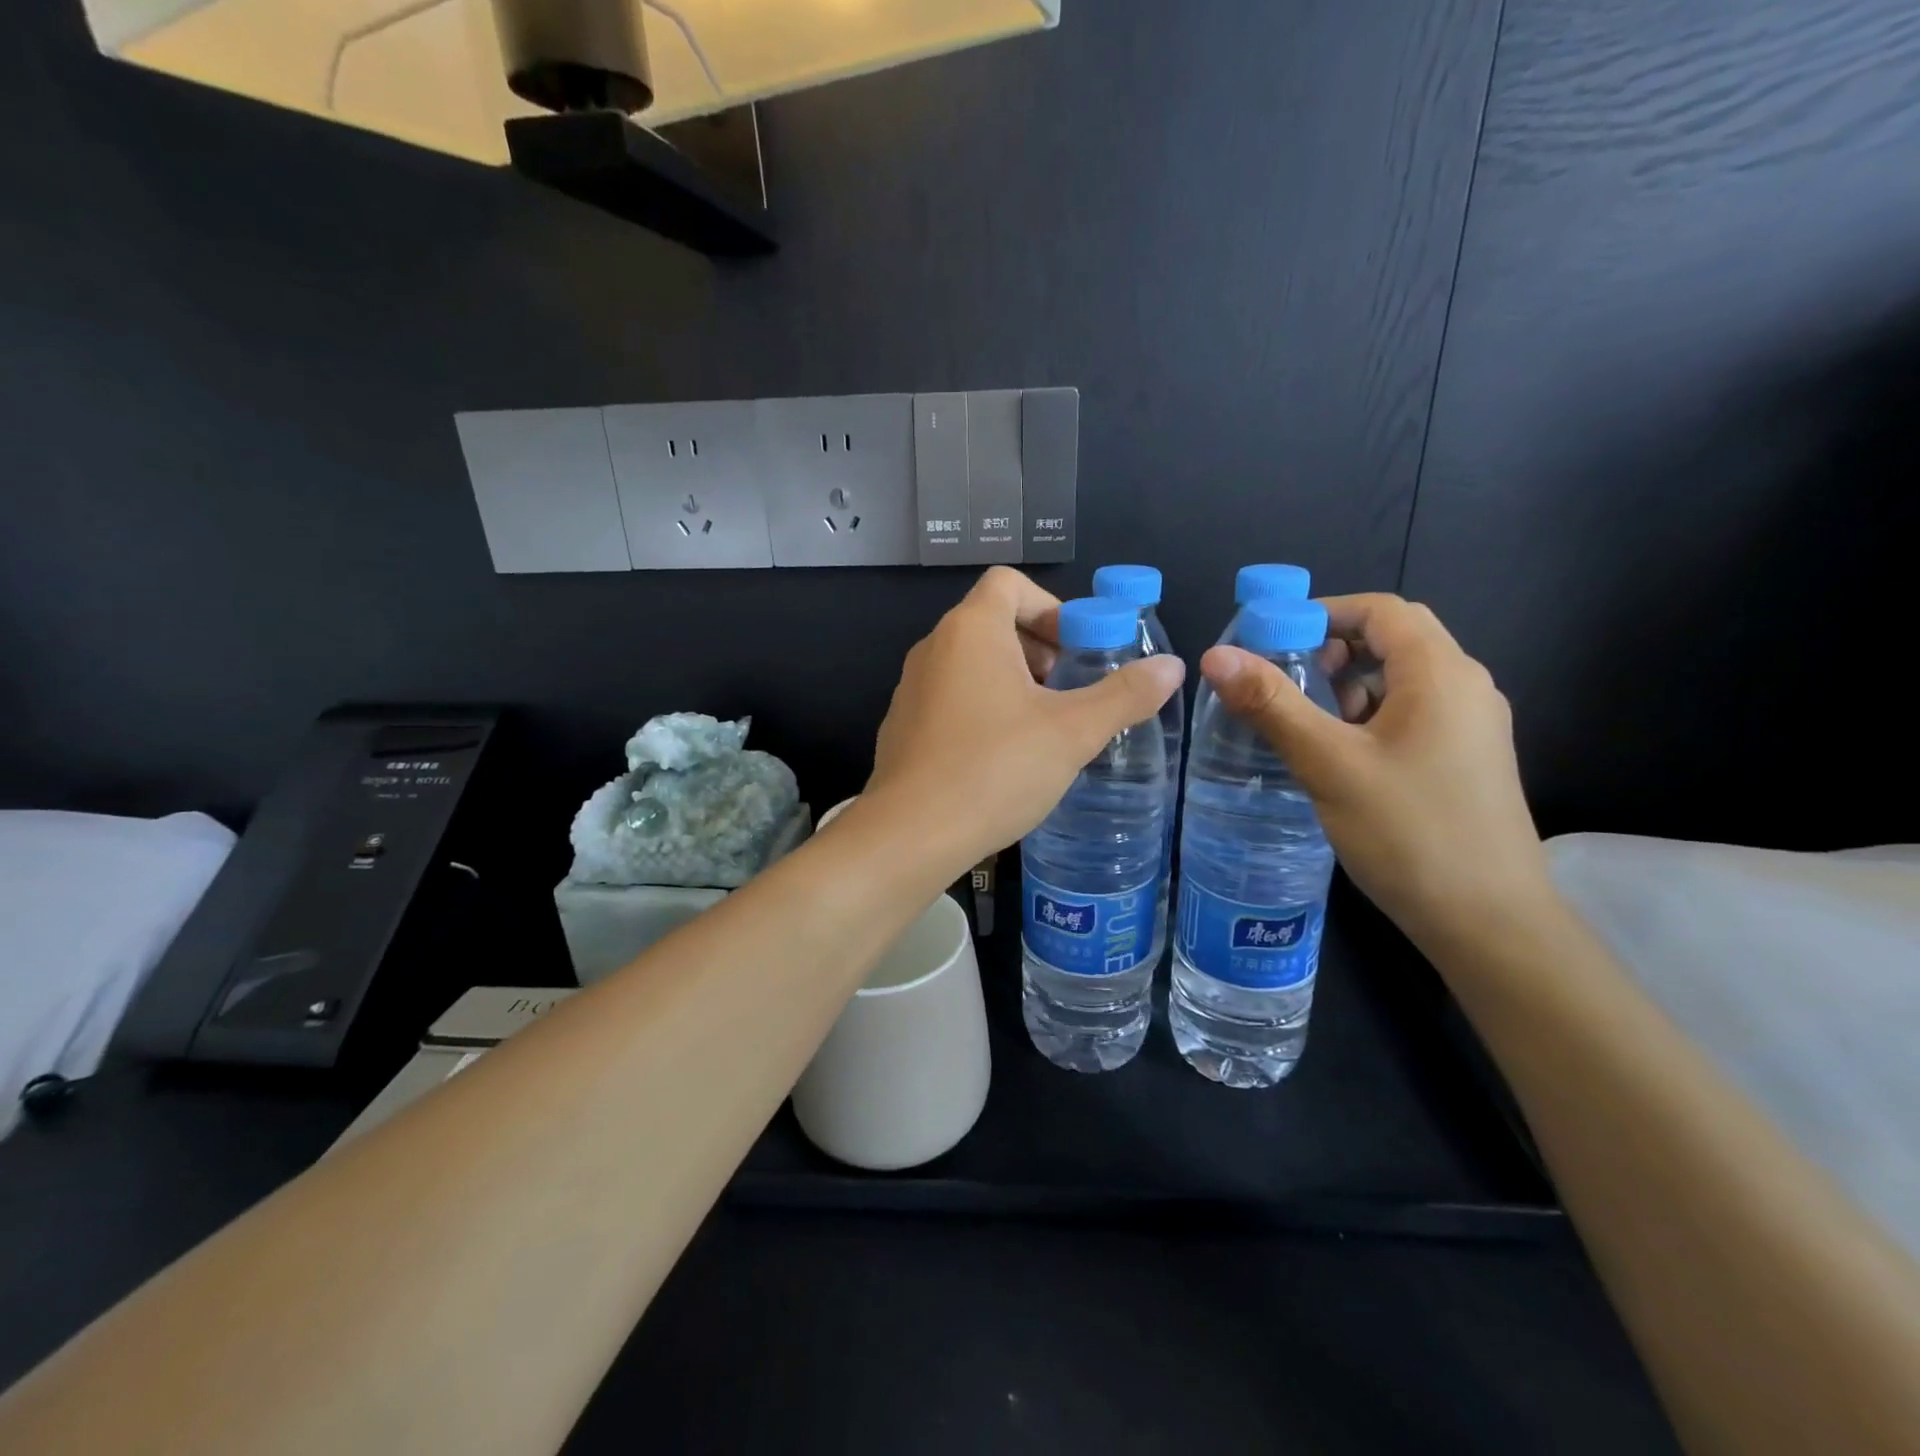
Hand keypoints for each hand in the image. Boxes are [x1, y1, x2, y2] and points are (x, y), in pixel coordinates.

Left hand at [861, 567, 1184, 876]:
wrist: (910, 835)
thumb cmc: (995, 770)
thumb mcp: (1072, 732)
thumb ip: (1124, 695)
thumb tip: (1172, 667)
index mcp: (971, 630)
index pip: (1009, 583)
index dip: (1051, 607)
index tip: (1077, 650)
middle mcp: (933, 647)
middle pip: (991, 621)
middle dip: (1038, 647)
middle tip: (1068, 691)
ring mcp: (910, 687)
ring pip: (970, 663)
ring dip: (1012, 681)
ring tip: (1042, 727)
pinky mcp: (902, 726)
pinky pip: (949, 697)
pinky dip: (981, 708)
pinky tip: (1001, 757)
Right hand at [1200, 594, 1550, 949]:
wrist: (1489, 922)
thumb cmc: (1409, 832)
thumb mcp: (1329, 764)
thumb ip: (1272, 704)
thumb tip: (1216, 655)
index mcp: (1441, 674)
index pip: (1381, 609)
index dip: (1322, 612)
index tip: (1269, 639)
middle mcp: (1466, 687)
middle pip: (1394, 638)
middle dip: (1333, 649)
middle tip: (1285, 680)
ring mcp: (1471, 725)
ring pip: (1401, 678)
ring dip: (1348, 684)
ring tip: (1304, 720)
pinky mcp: (1466, 758)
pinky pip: (1412, 712)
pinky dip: (1369, 714)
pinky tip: (1338, 754)